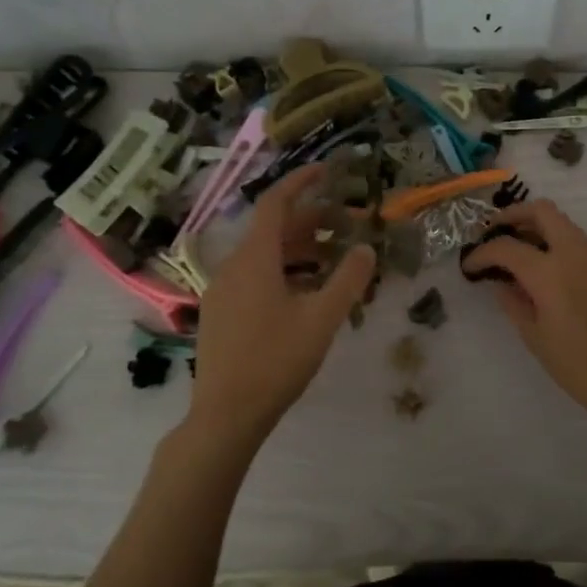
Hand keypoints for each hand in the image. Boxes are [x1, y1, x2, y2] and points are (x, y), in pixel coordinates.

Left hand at [184, 164, 375, 446]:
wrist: (226, 415)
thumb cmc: (276, 361)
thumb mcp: (321, 319)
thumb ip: (348, 280)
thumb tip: (365, 248)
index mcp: (254, 259)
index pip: (275, 203)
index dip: (301, 182)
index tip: (327, 170)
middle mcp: (232, 266)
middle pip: (272, 230)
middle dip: (311, 221)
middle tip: (347, 223)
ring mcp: (223, 291)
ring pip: (265, 255)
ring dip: (300, 249)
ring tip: (334, 257)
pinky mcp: (221, 313)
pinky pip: (255, 276)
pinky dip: (284, 271)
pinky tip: (307, 292)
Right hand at [459, 199, 586, 430]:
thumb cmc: (580, 367)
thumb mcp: (535, 338)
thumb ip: (514, 303)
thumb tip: (500, 283)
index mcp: (549, 272)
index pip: (506, 247)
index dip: (482, 253)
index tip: (469, 265)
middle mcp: (574, 253)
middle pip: (541, 211)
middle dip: (513, 216)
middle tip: (494, 234)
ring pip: (563, 223)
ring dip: (537, 228)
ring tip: (518, 253)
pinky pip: (578, 242)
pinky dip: (557, 243)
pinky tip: (548, 272)